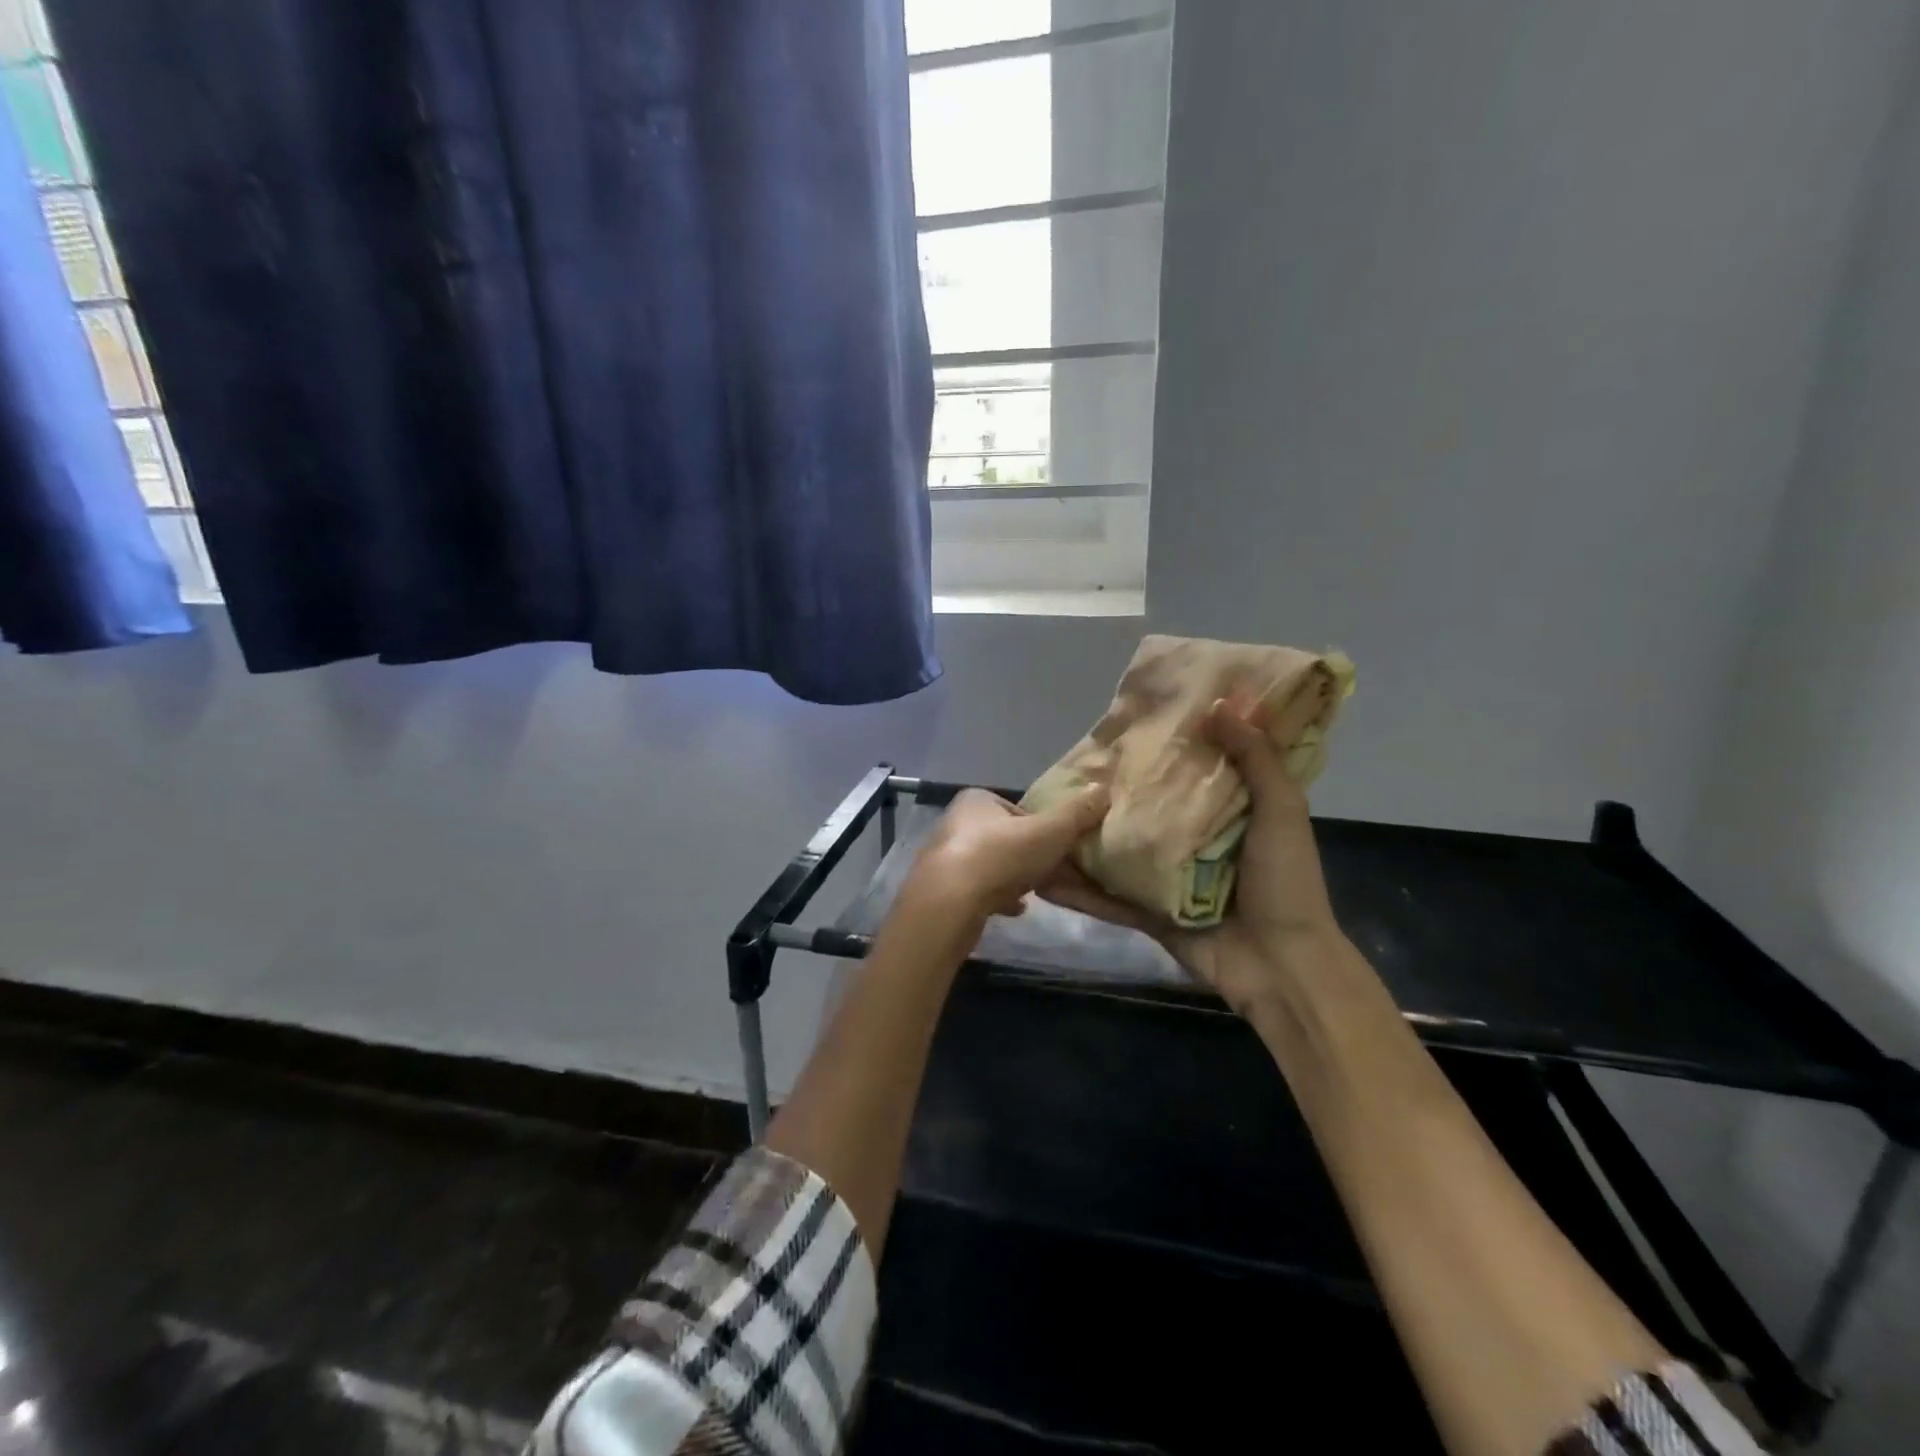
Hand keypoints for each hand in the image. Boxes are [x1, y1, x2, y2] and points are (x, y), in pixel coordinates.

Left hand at [906, 786, 1111, 923]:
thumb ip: (1077, 813)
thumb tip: (1104, 789)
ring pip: (991, 865)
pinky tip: (1016, 910)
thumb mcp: (1049, 832)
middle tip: (1052, 872)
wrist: (949, 904)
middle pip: (1005, 838)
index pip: (1017, 810)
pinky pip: (978, 891)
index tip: (1058, 847)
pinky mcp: (942, 890)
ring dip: (1013, 877)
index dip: (1042, 828)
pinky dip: (998, 897)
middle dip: (1028, 855)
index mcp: (976, 800)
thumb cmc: (1000, 856)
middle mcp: (956, 823)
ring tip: (1036, 892)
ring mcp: (946, 858)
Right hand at [1045, 700, 1342, 1015]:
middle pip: (1148, 809)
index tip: (1132, 723)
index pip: (1192, 771)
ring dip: (1086, 840)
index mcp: (1229, 813)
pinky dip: (1080, 890)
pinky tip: (1044, 876)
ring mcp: (1168, 878)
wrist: (1282, 966)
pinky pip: (1110, 897)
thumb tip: (1217, 705)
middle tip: (1074, 766)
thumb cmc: (1285, 882)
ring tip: (1044, 818)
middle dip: (1116, 791)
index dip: (1167, 747)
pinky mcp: (1149, 912)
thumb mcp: (1281, 811)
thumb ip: (1255, 759)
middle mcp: (1194, 841)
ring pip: (1120, 850)